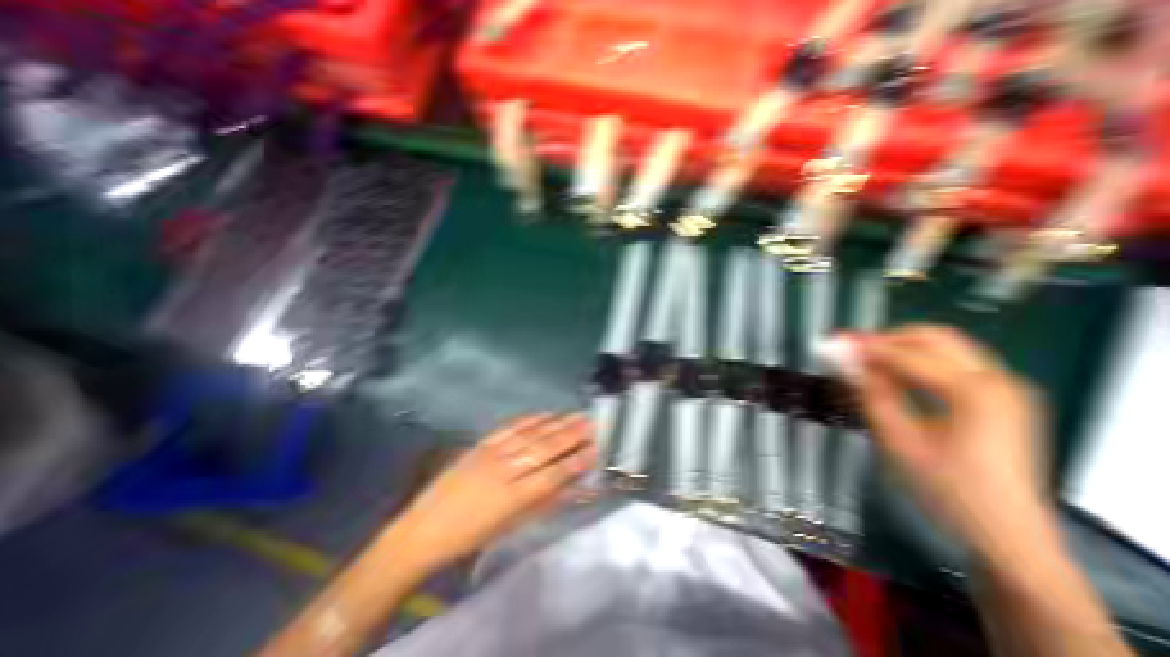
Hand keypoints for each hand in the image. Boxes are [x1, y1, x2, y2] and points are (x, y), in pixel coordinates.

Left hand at [392, 415, 596, 573]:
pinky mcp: (481, 445)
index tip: (595, 449)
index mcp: (512, 498)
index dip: (575, 462)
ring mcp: (491, 454)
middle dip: (571, 435)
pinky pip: (510, 427)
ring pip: (530, 434)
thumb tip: (572, 488)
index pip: (552, 474)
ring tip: (575, 415)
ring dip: (556, 423)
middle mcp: (504, 471)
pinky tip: (546, 414)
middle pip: (544, 449)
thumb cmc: (470, 537)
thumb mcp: (510, 527)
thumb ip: (543, 504)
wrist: (423, 530)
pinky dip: (530, 419)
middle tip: (590, 424)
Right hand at [852, 327, 1052, 557]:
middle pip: (934, 337)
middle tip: (851, 350)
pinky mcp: (1000, 398)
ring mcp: (1004, 388)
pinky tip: (892, 375)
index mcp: (976, 394)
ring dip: (900, 348)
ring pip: (944, 346)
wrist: (1007, 534)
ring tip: (864, 361)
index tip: (833, 343)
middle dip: (886, 338)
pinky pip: (952, 364)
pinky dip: (917, 362)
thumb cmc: (949, 491)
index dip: (866, 347)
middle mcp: (998, 381)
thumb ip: (872, 395)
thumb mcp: (899, 441)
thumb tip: (847, 363)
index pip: (908, 355)